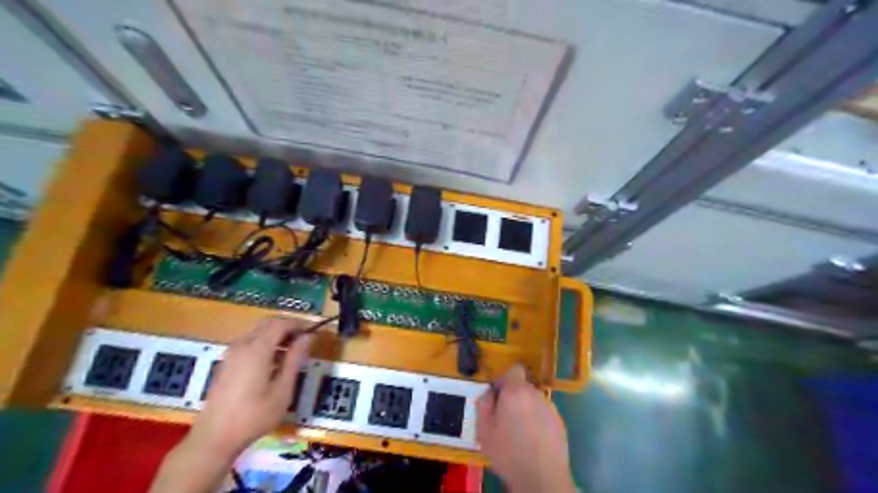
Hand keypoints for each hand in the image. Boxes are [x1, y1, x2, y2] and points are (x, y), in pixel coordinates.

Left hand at [189, 315, 316, 457]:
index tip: (314, 330)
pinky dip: (265, 342)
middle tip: (304, 338)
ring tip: (292, 351)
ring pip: (257, 331)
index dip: (299, 323)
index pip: (281, 323)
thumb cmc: (254, 415)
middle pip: (268, 323)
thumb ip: (295, 359)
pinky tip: (273, 361)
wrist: (214, 438)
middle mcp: (242, 345)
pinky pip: (249, 342)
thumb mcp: (283, 389)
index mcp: (257, 349)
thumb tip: (307, 337)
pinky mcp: (226, 363)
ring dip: (276, 334)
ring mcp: (231, 353)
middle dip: (288, 326)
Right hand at [474, 364, 576, 490]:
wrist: (542, 478)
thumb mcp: (484, 430)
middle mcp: (535, 393)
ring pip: (534, 400)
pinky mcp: (560, 422)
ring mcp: (550, 407)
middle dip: (513, 396)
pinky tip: (533, 440)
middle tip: (504, 417)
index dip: (504, 379)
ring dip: (526, 408)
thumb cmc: (508, 452)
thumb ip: (483, 404)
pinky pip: (544, 414)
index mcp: (516, 391)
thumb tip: (489, 393)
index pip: (514, 369)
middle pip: (523, 386)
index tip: (497, 395)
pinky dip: (537, 420)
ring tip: (519, 431)